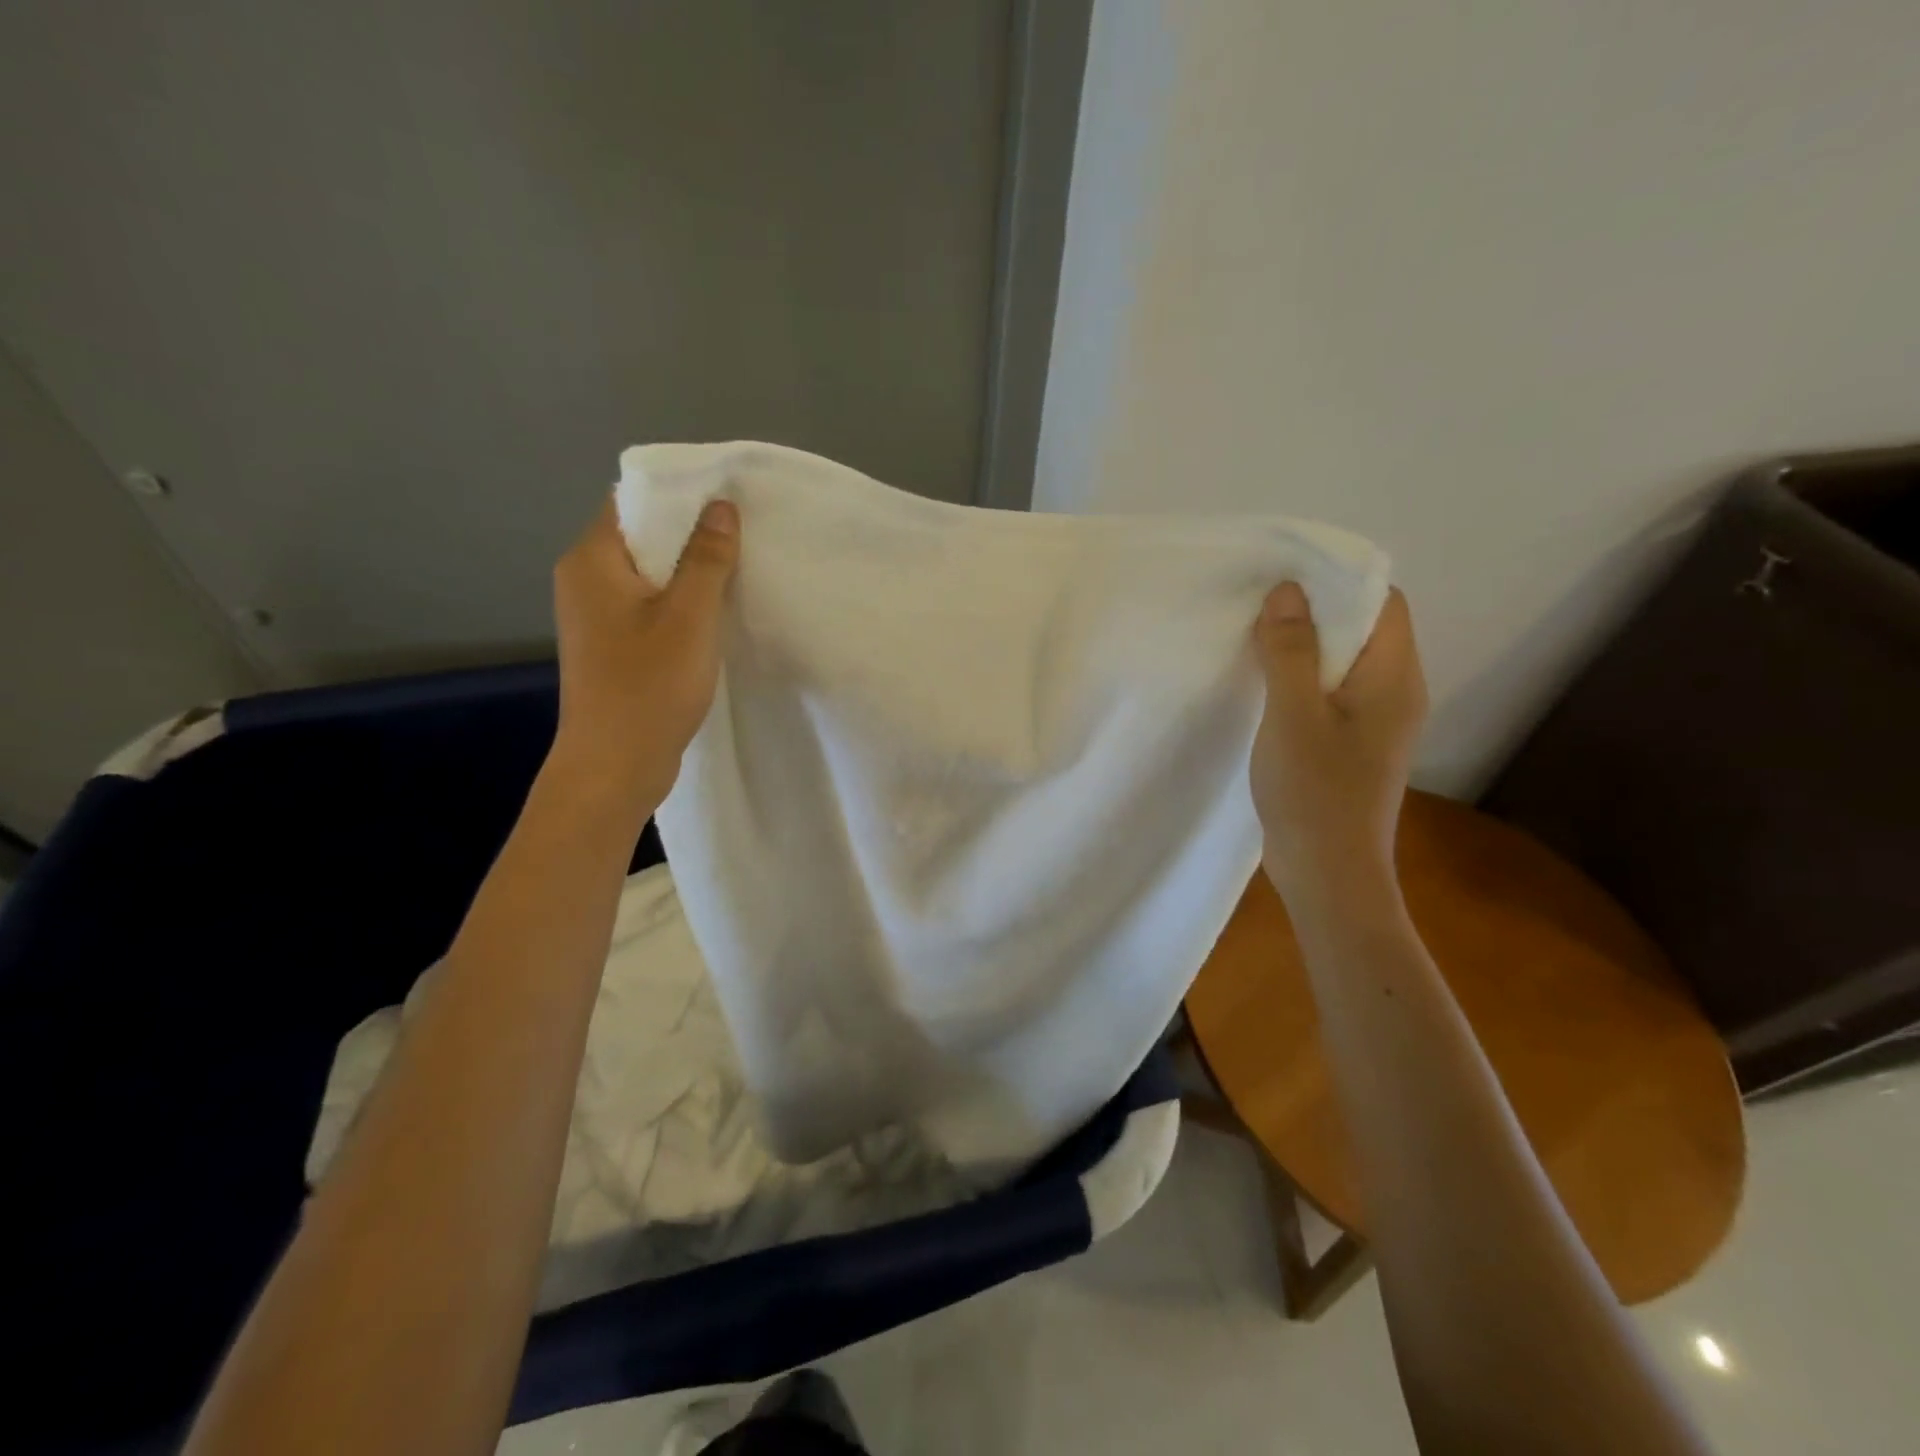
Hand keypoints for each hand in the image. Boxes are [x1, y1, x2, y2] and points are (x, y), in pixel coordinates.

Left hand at [551, 498, 739, 811]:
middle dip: (690, 535)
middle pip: (640, 538)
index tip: (727, 501)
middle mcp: (583, 581)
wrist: (614, 767)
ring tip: (737, 573)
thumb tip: (721, 505)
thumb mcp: (689, 617)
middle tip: (744, 537)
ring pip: (647, 577)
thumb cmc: (649, 686)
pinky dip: (678, 606)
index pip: (631, 501)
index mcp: (591, 561)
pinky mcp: (610, 648)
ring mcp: (594, 618)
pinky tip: (714, 618)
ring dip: (688, 575)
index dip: (678, 495)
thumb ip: (707, 558)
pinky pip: (647, 609)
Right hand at [1249, 582, 1426, 901]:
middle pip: (1363, 630)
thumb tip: (1287, 590)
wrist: (1328, 875)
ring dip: (1302, 648)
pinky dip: (1299, 680)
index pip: (1383, 603)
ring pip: (1342, 664)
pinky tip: (1262, 686)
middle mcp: (1394, 694)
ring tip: (1253, 638)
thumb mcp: (1293, 715)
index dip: (1340, 582)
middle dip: (1314, 612)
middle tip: (1258, 604)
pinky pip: (1329, 694)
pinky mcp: (1350, 746)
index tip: (1286, 576)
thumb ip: (1291, 651)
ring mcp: (1373, 723)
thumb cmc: (1315, 792)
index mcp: (1394, 678)